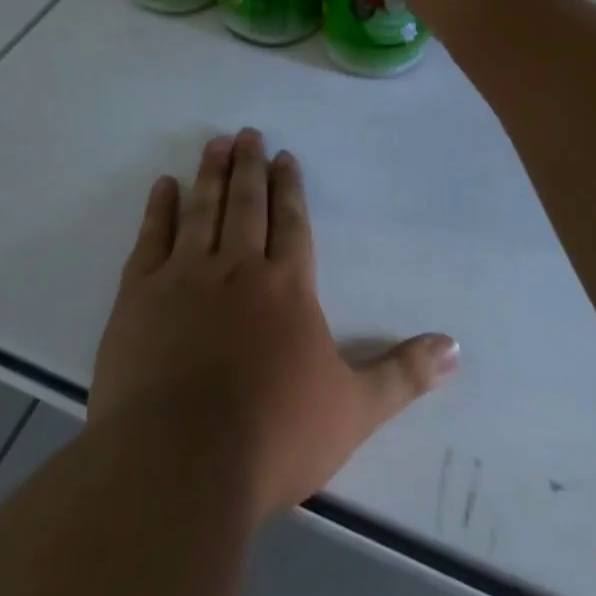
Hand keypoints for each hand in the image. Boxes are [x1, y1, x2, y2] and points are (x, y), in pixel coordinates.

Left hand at [89, 130, 457, 521]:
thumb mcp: (354, 410)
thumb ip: (403, 374)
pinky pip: (152, 238)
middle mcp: (237, 268)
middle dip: (250, 167)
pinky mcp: (139, 295)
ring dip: (211, 174)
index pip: (292, 223)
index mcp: (287, 287)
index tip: (285, 158)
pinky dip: (159, 209)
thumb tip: (456, 347)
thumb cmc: (274, 436)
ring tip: (216, 143)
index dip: (290, 189)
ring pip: (203, 210)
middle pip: (247, 205)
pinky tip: (164, 185)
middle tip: (248, 133)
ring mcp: (184, 276)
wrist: (180, 463)